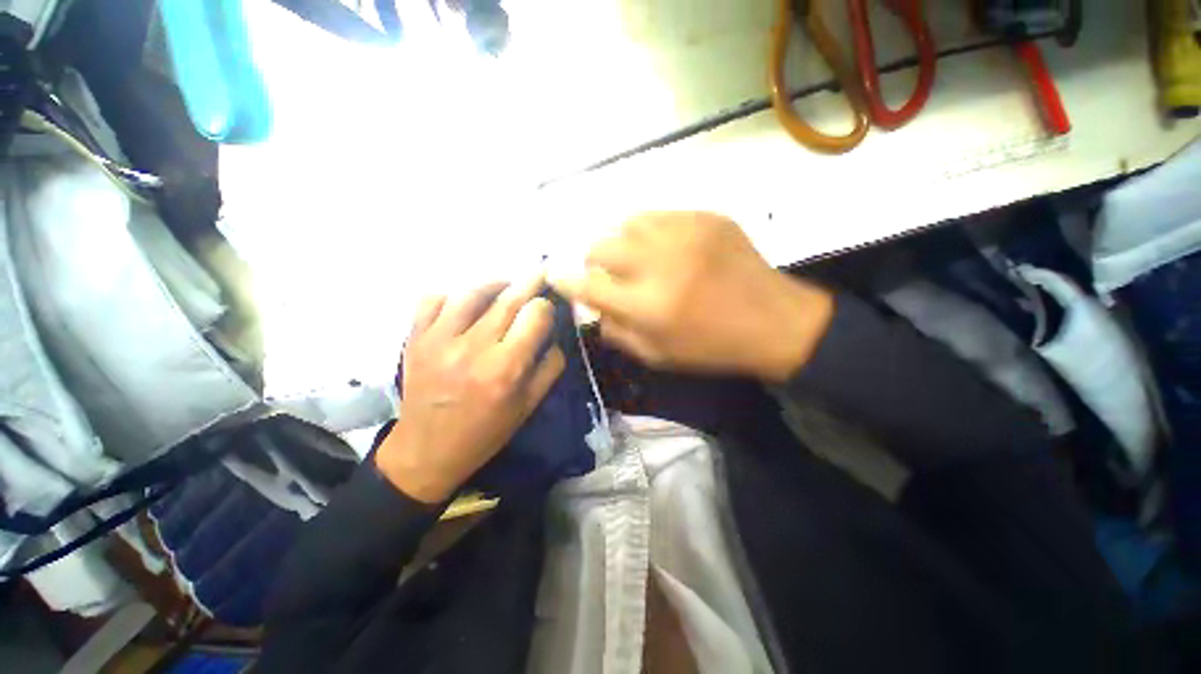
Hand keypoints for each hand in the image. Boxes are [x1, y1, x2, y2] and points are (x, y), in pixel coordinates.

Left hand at [376, 276, 564, 502]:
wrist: (427, 452)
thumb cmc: (486, 432)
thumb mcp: (529, 406)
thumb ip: (550, 367)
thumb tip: (553, 335)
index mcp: (506, 368)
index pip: (534, 315)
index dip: (546, 306)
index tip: (548, 308)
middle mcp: (474, 348)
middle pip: (508, 299)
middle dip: (529, 282)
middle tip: (540, 272)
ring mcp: (439, 340)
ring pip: (471, 292)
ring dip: (494, 283)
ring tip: (506, 284)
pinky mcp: (415, 338)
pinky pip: (433, 300)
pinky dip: (452, 294)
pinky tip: (465, 302)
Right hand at [551, 212, 833, 381]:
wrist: (773, 321)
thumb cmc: (711, 347)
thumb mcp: (657, 355)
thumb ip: (616, 331)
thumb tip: (591, 307)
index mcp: (648, 305)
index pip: (587, 285)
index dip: (564, 278)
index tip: (553, 273)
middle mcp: (660, 263)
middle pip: (600, 246)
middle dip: (593, 260)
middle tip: (606, 272)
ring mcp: (685, 233)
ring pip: (626, 223)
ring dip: (620, 243)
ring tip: (635, 258)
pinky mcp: (706, 217)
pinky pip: (658, 215)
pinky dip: (648, 232)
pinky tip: (663, 247)